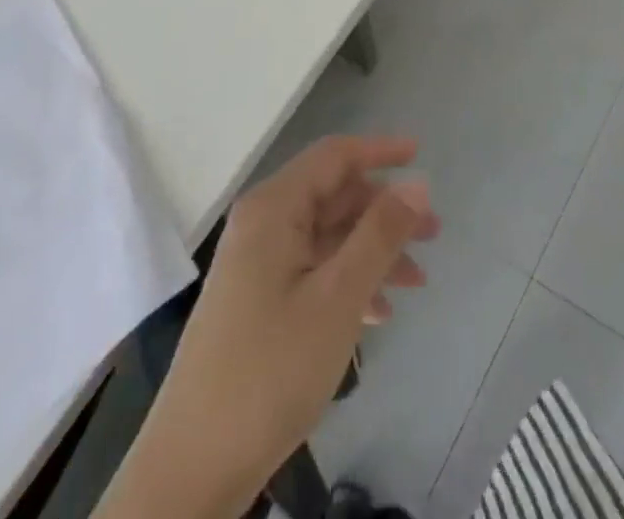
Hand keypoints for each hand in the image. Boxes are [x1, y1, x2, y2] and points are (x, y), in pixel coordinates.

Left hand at [120, 136, 436, 518]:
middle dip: (385, 211)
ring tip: (418, 281)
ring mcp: (257, 266)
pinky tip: (379, 314)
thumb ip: (381, 233)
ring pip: (328, 238)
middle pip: (335, 197)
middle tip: (433, 234)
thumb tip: (417, 182)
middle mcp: (263, 226)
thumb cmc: (270, 371)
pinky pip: (314, 272)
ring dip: (374, 251)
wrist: (190, 473)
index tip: (421, 155)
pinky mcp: (257, 304)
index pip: (334, 156)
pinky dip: (349, 282)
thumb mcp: (338, 297)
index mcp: (274, 209)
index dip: (380, 151)